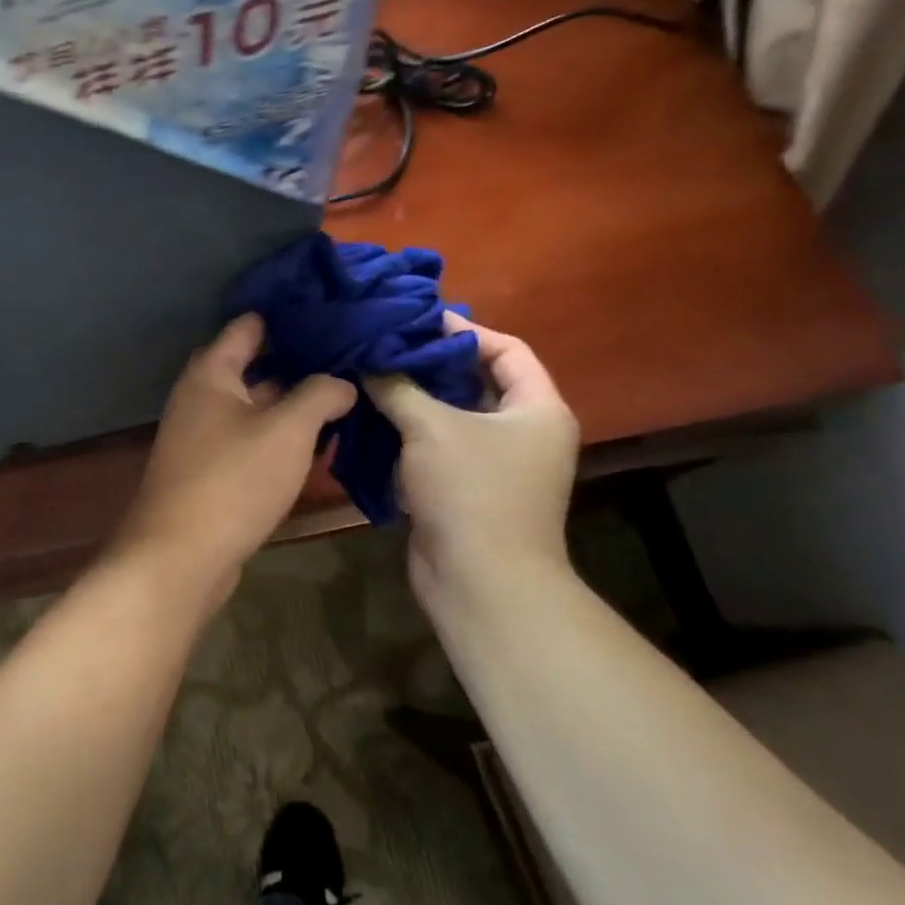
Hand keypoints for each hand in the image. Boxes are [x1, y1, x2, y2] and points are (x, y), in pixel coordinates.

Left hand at [113, 314, 354, 600]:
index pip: (249, 326)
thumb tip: (343, 382)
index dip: (288, 316)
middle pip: (252, 365)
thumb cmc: (233, 480)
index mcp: (211, 373)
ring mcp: (201, 436)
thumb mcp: (288, 430)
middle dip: (297, 361)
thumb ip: (320, 395)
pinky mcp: (209, 471)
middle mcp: (200, 397)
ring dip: (291, 403)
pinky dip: (278, 437)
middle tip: (348, 356)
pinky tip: (315, 443)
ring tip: (343, 396)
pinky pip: (248, 440)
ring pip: (253, 406)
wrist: (180, 556)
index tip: (331, 311)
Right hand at [368, 313, 578, 609]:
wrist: (480, 582)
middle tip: (383, 348)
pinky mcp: (465, 490)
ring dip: (412, 401)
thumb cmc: (470, 491)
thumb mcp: (431, 428)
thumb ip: (398, 387)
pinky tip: (370, 420)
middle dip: (429, 366)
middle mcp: (522, 432)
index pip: (506, 349)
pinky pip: (436, 449)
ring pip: (450, 418)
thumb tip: (368, 361)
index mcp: (536, 408)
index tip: (416, 322)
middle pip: (475, 382)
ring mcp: (494, 464)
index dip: (464, 330)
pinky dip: (408, 435)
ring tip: (368, 377)